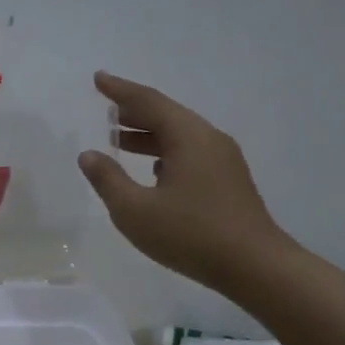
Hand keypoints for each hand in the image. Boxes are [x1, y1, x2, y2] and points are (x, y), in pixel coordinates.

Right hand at [78, 71, 289, 286]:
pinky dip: (164, 151)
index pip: (148, 102)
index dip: (120, 90)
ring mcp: (223, 160)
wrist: (255, 266)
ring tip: (119, 139)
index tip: (98, 79)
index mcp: (188, 137)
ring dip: (148, 134)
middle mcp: (209, 140)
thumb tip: (89, 155)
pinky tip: (152, 168)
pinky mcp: (228, 181)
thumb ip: (108, 180)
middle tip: (105, 108)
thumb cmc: (190, 235)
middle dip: (133, 111)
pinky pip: (190, 152)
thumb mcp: (135, 210)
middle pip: (166, 115)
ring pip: (179, 135)